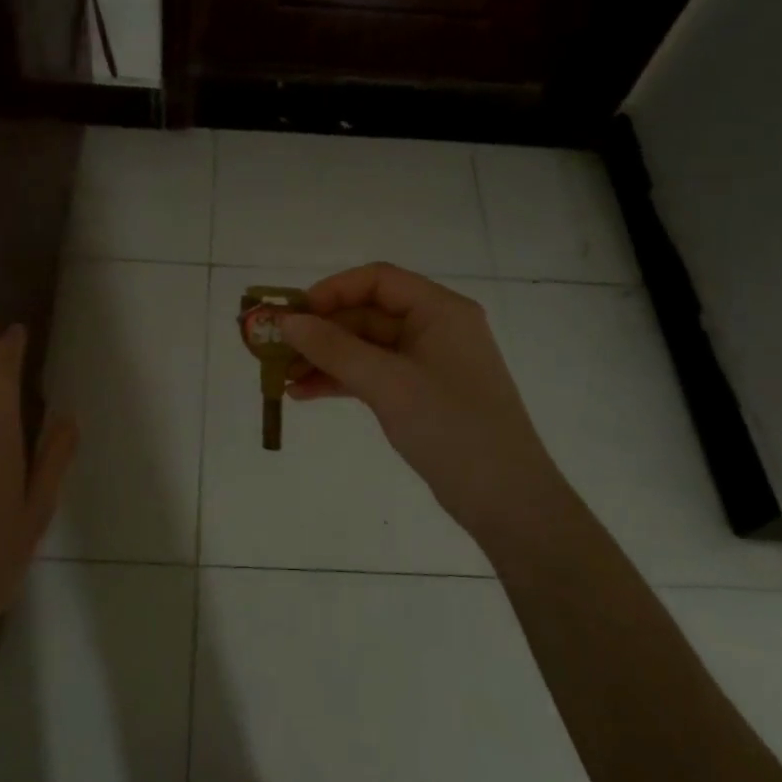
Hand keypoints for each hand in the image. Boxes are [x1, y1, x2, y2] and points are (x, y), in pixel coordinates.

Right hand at [279, 263, 571, 551]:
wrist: (506, 500)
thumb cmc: (451, 427)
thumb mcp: (388, 383)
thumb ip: (334, 348)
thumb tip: (286, 322)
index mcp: (440, 310)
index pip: (377, 280)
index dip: (331, 291)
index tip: (293, 314)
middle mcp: (434, 328)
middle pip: (367, 314)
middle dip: (320, 330)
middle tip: (275, 347)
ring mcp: (427, 363)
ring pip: (365, 347)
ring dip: (324, 358)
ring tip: (281, 376)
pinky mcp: (419, 394)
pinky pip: (372, 375)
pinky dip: (340, 381)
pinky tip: (303, 394)